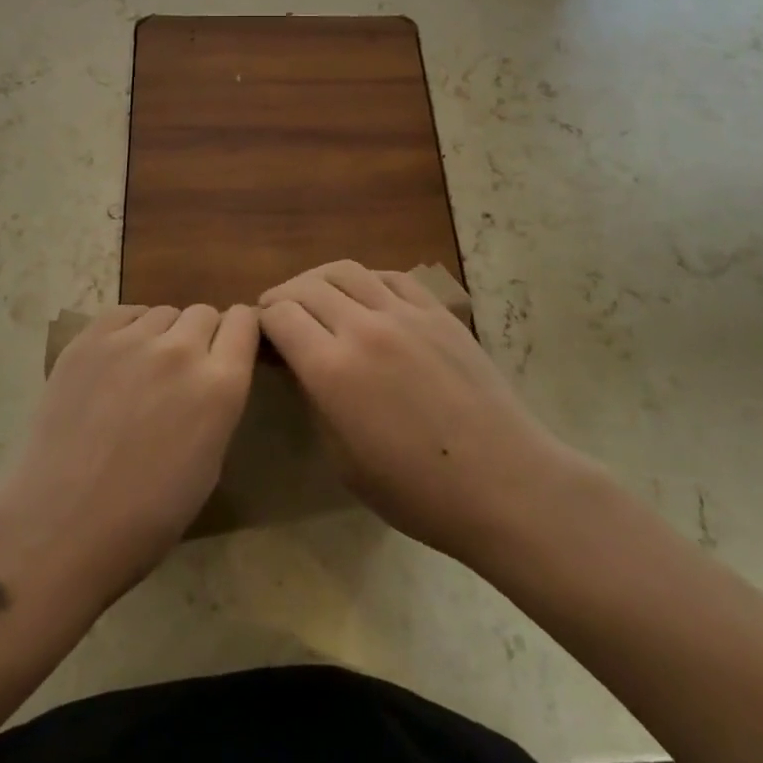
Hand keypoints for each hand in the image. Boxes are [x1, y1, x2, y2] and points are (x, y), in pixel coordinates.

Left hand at [0, 304, 258, 601]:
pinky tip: (116, 362)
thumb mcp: (209, 464)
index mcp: (220, 386)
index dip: (239, 332)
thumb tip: (212, 375)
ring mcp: (132, 340)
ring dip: (163, 335)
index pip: (245, 322)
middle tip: (182, 371)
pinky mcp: (89, 340)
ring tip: (143, 371)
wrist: (60, 528)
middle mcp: (181, 350)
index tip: (229, 348)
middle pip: (204, 313)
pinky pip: (124, 314)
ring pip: (163, 313)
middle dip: (201, 336)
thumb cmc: (145, 517)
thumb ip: (217, 403)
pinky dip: (129, 330)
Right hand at [259, 261, 583, 570]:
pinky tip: (363, 296)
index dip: (262, 320)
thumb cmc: (417, 491)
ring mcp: (404, 313)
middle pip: (307, 287)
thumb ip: (315, 400)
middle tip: (278, 313)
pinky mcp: (437, 311)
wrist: (503, 482)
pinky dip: (365, 280)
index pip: (280, 316)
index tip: (260, 333)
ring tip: (314, 295)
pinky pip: (390, 277)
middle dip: (283, 296)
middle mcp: (363, 328)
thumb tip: (300, 364)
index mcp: (332, 370)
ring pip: (347, 271)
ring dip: (319, 279)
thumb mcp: (344, 460)